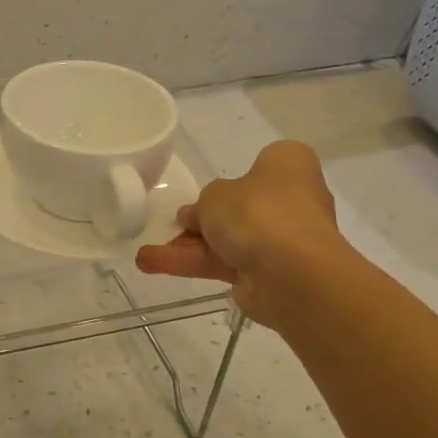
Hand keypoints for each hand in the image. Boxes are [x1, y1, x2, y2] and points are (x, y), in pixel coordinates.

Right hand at [135, 140, 350, 327]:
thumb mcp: (214, 194)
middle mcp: (292, 200)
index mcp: (288, 166)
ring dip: (188, 247)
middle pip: (240, 208)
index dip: (234, 177)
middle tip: (173, 224)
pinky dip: (192, 264)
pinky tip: (153, 265)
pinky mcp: (268, 274)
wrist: (290, 271)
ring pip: (228, 240)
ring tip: (144, 256)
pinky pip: (225, 264)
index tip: (207, 189)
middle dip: (204, 220)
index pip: (263, 164)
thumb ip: (201, 204)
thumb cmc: (257, 211)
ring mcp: (282, 240)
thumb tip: (194, 216)